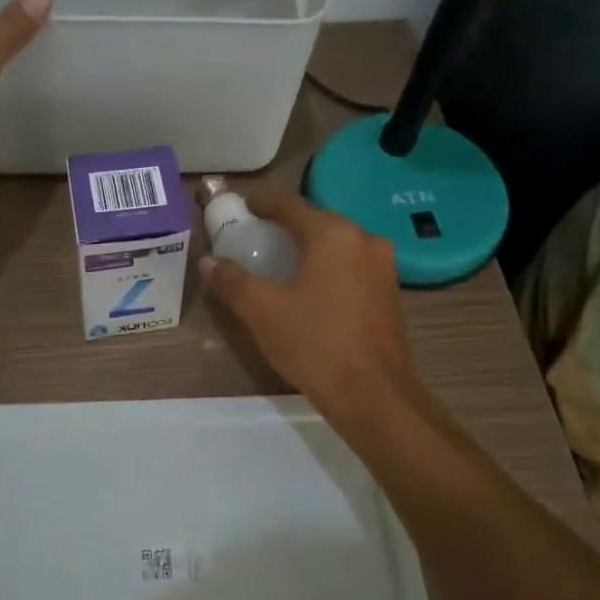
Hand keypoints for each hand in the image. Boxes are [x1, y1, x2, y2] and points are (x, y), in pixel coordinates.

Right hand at [202, 193, 417, 423]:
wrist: (375, 396)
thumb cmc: (315, 345)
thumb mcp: (263, 312)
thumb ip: (233, 281)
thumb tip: (208, 262)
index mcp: (333, 235)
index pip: (290, 204)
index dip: (262, 203)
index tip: (241, 208)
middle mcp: (364, 239)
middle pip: (316, 221)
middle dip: (285, 226)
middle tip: (256, 238)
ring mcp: (383, 266)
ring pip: (337, 244)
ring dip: (309, 247)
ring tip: (280, 263)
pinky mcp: (391, 292)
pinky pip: (352, 266)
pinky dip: (328, 267)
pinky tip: (311, 288)